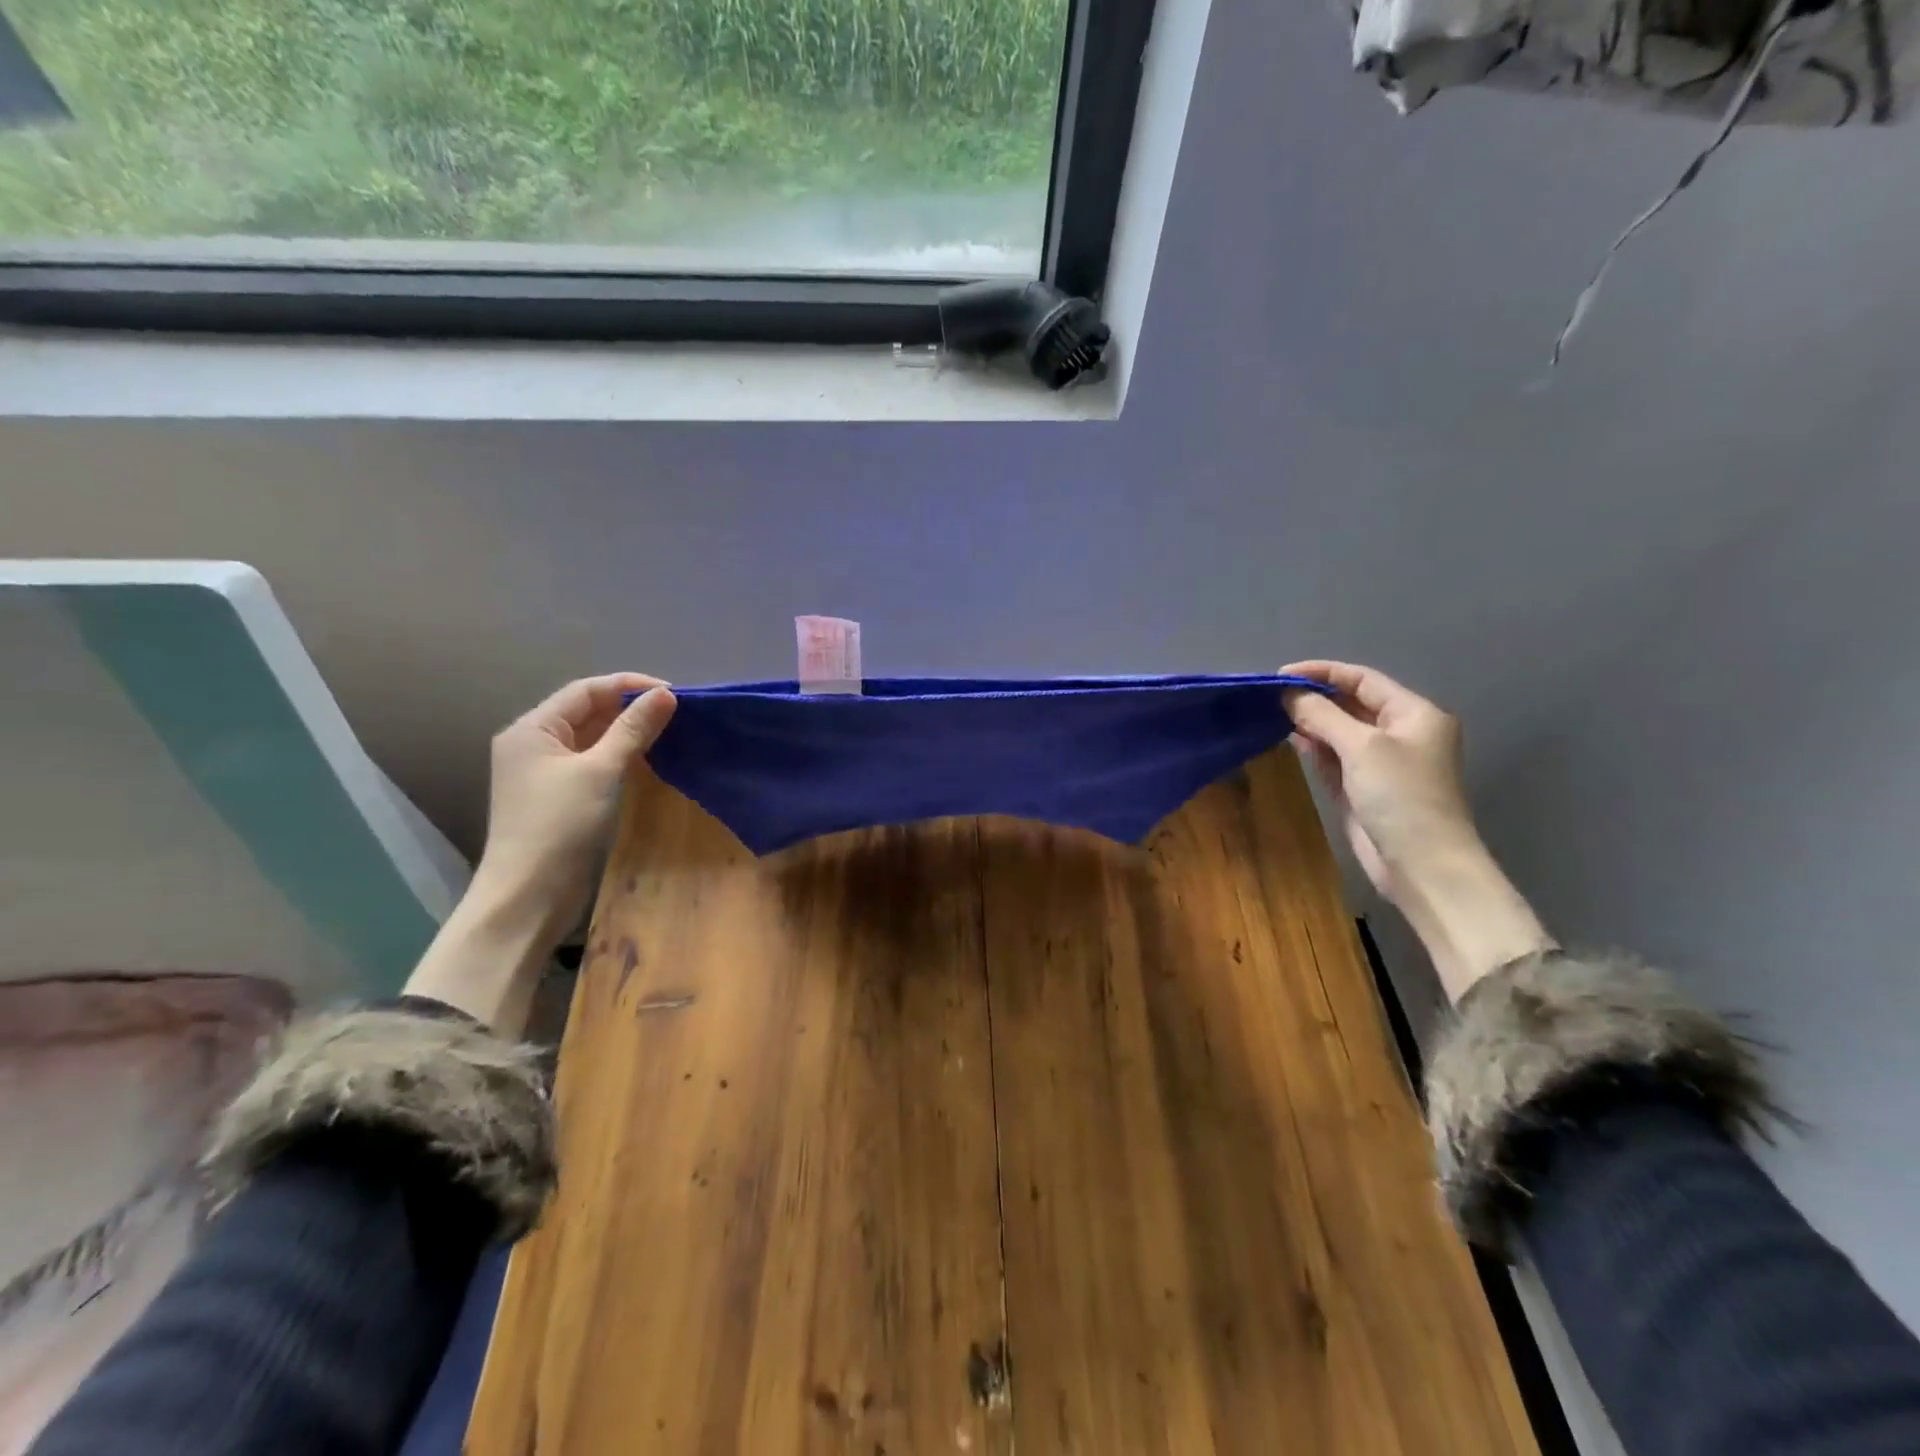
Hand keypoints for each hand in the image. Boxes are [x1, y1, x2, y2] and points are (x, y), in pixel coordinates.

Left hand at [407, 674, 676, 1034]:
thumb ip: (633, 729)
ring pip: (591, 737)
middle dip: (630, 707)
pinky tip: (647, 758)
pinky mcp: (558, 796)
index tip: (674, 693)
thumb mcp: (601, 770)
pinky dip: (619, 755)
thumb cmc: (559, 825)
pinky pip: (592, 761)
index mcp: (532, 728)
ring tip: (669, 731)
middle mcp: (533, 743)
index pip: (586, 690)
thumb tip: (666, 695)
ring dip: (627, 731)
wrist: (528, 895)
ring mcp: (544, 772)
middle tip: (676, 712)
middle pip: (587, 711)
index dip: (630, 686)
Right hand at [1280, 660, 1477, 901]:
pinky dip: (1314, 747)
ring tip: (1274, 714)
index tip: (1281, 674)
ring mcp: (1381, 762)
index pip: (1363, 680)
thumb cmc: (1400, 796)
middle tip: (1272, 696)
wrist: (1422, 864)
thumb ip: (1322, 716)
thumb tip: (1288, 694)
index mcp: (1413, 714)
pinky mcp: (1364, 788)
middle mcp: (1400, 733)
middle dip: (1314, 697)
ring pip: (1340, 731)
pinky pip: (1335, 757)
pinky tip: (1290, 738)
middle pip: (1351, 703)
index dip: (1322, 672)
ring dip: (1311, 721)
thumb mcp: (1361, 747)